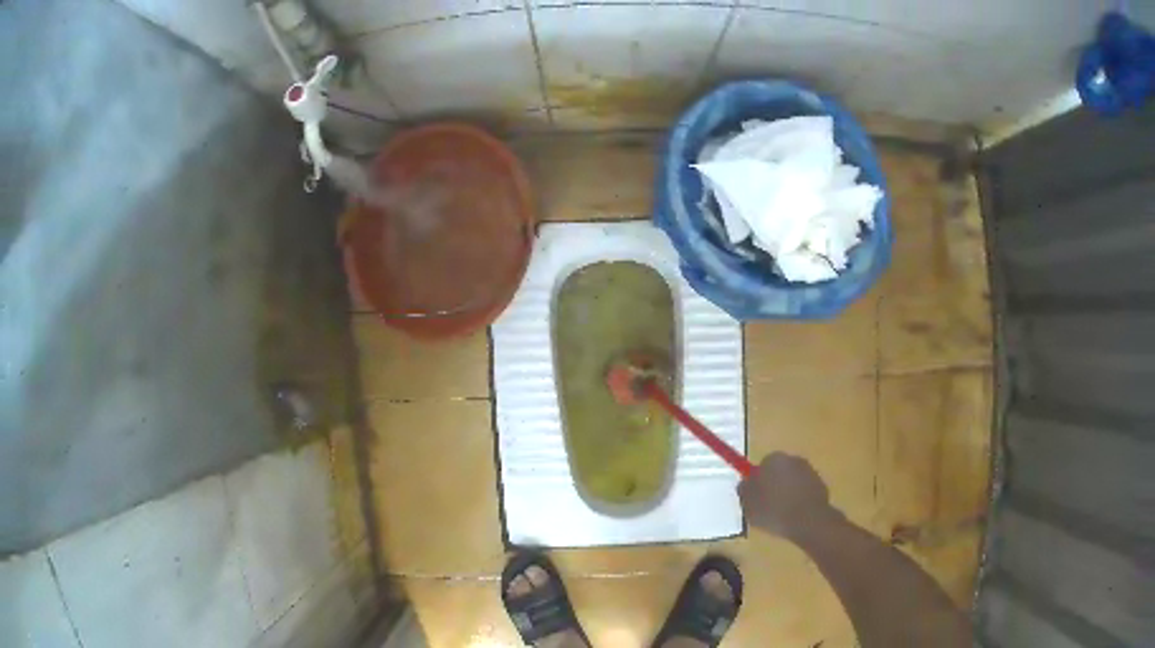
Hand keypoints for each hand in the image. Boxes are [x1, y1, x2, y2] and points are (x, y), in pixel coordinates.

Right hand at [738, 453, 834, 539]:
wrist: (808, 521)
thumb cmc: (774, 511)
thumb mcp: (749, 505)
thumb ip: (744, 491)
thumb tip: (745, 483)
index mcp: (774, 460)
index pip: (761, 465)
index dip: (757, 481)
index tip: (754, 496)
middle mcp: (793, 459)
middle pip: (778, 470)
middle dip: (773, 484)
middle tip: (765, 504)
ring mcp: (809, 471)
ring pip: (792, 480)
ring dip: (786, 491)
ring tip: (780, 512)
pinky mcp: (820, 484)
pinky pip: (804, 490)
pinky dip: (799, 498)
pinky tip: (794, 514)